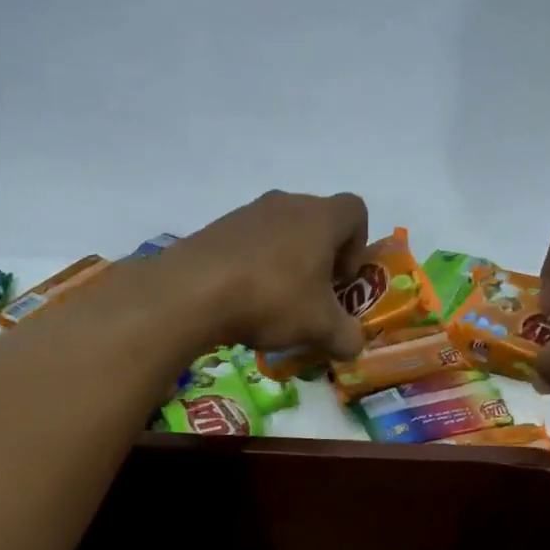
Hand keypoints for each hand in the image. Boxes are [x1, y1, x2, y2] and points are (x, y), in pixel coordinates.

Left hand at [170, 190, 369, 357]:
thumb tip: (353, 345)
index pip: (355, 211)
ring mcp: (248, 213)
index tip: (342, 280)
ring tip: (275, 303)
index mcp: (320, 217)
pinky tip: (244, 300)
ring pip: (282, 233)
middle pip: (317, 223)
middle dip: (322, 259)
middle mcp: (286, 204)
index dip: (358, 246)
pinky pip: (250, 243)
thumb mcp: (321, 328)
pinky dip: (255, 267)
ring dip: (288, 263)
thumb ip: (347, 337)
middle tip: (313, 297)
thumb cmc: (273, 300)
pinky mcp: (217, 228)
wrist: (192, 293)